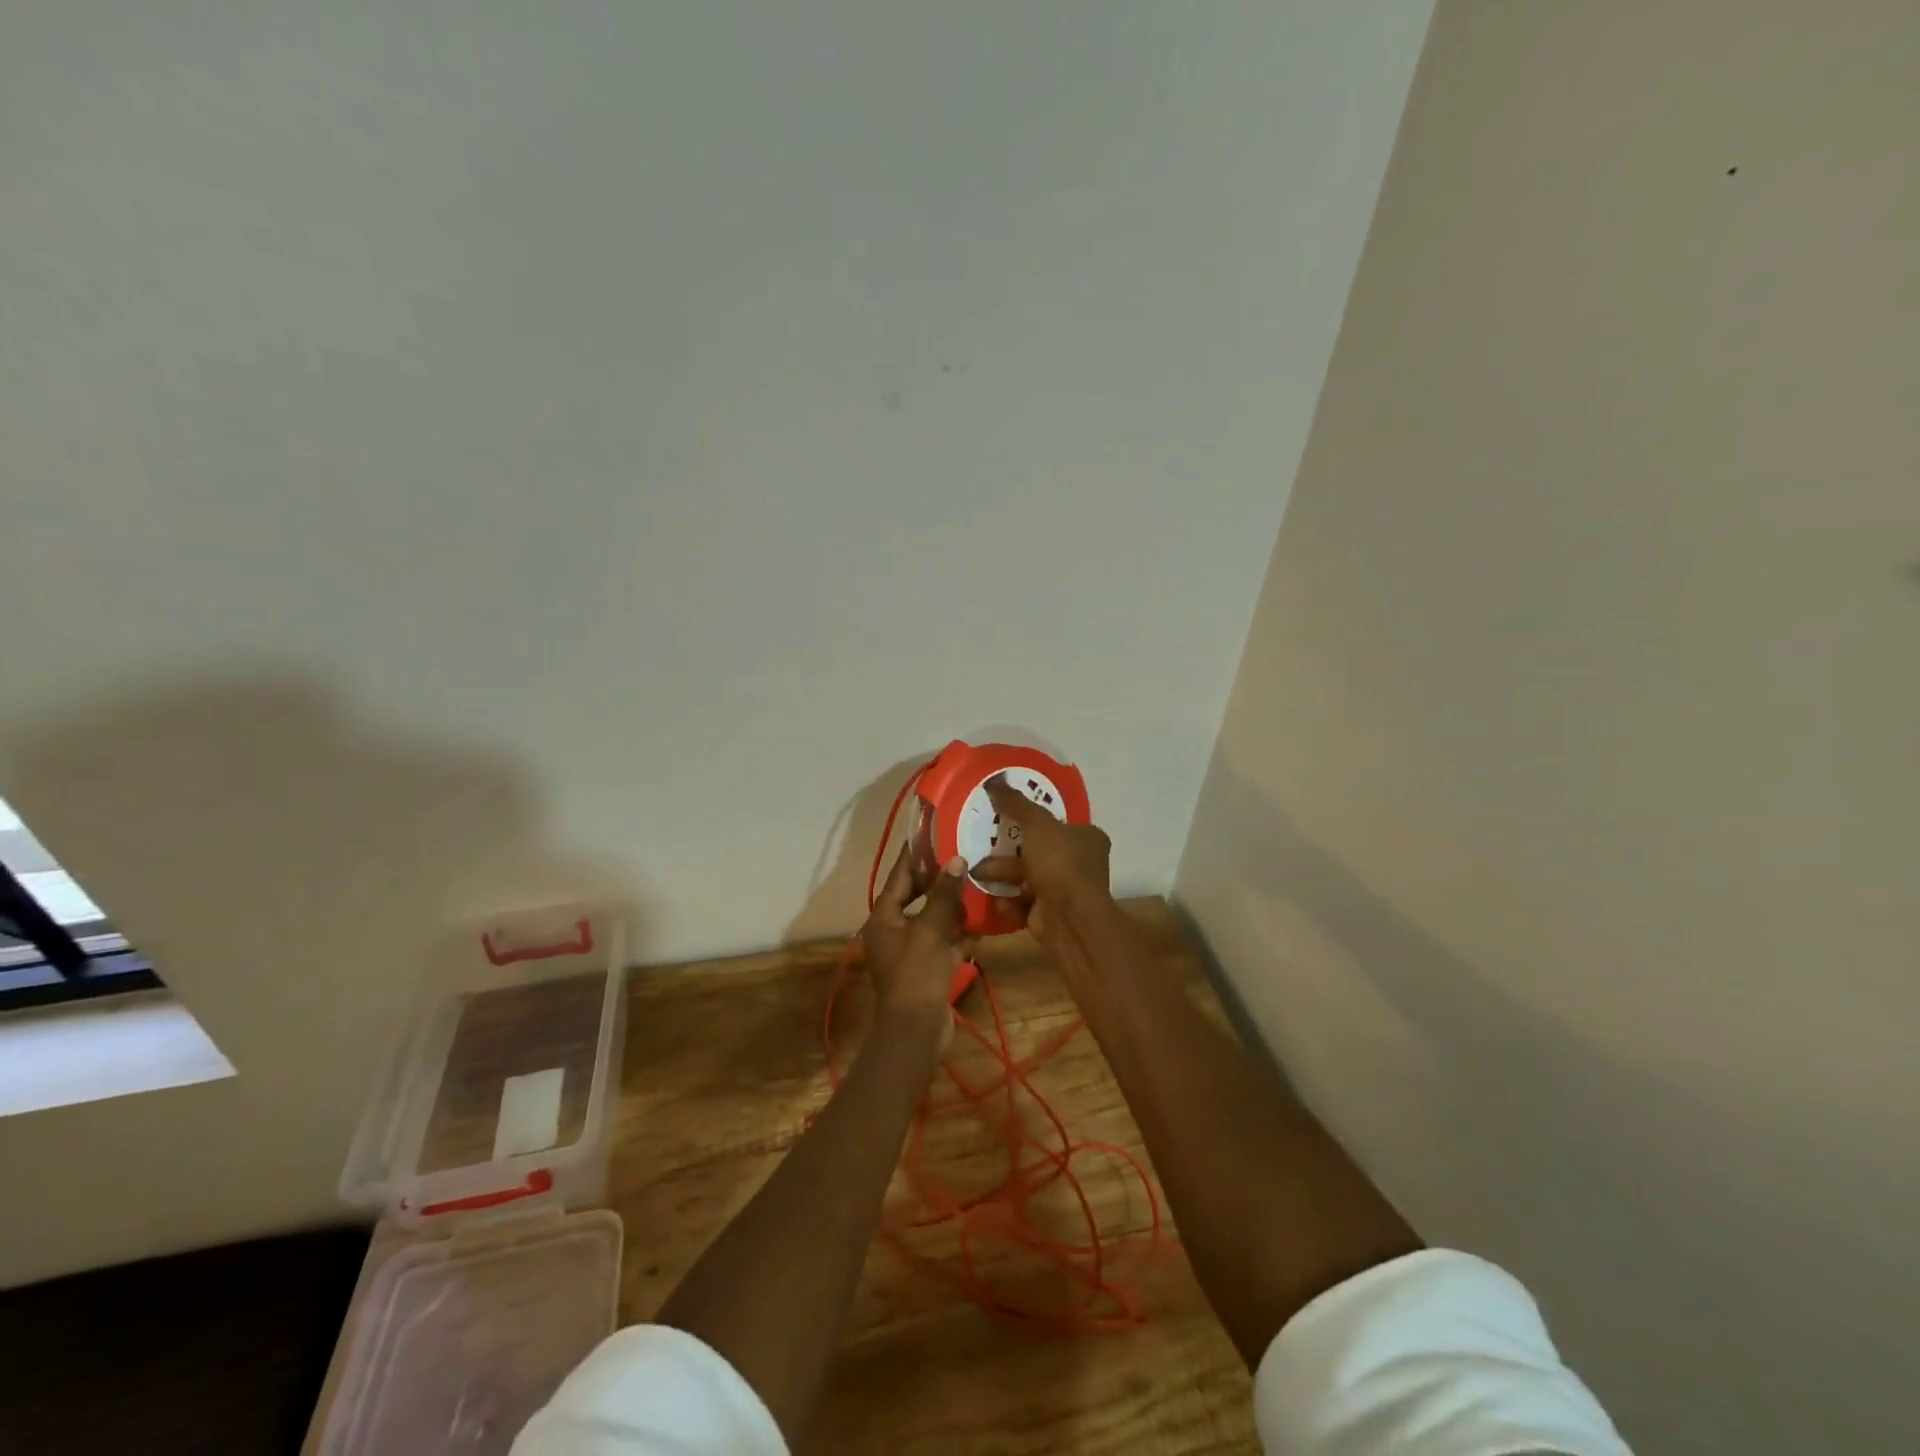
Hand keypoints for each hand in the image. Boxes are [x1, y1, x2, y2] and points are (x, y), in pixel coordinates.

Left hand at [860, 848, 970, 1046]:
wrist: (916, 1032)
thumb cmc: (917, 974)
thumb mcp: (931, 930)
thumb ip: (944, 895)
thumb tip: (955, 860)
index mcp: (884, 918)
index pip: (899, 877)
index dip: (915, 856)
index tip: (932, 834)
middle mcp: (894, 931)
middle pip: (917, 898)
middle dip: (940, 881)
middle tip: (963, 857)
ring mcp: (911, 952)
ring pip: (934, 920)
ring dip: (954, 907)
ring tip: (978, 885)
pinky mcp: (928, 969)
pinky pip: (945, 943)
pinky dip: (960, 935)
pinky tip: (983, 924)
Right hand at [976, 774, 1112, 943]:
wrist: (1070, 919)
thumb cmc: (1059, 863)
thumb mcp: (1036, 824)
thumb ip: (1015, 803)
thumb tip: (994, 780)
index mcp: (1086, 838)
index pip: (1058, 822)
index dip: (1033, 818)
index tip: (1005, 816)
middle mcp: (1080, 863)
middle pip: (1038, 850)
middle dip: (1009, 850)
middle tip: (982, 844)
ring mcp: (1065, 891)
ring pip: (1026, 877)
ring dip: (1002, 874)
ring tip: (976, 871)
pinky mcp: (1050, 914)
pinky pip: (1023, 902)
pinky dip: (1008, 900)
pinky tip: (993, 897)